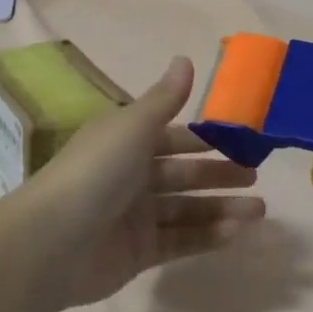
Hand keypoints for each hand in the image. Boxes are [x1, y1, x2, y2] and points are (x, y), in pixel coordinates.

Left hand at [7, 57, 265, 309]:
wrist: (54, 241)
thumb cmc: (97, 171)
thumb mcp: (133, 126)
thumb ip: (165, 98)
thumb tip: (185, 58)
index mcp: (124, 142)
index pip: (171, 137)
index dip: (203, 139)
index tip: (239, 141)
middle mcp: (129, 176)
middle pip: (182, 173)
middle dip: (218, 174)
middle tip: (254, 178)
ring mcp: (133, 217)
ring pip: (185, 209)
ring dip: (221, 208)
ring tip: (258, 211)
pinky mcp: (138, 253)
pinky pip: (179, 241)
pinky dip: (207, 236)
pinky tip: (237, 233)